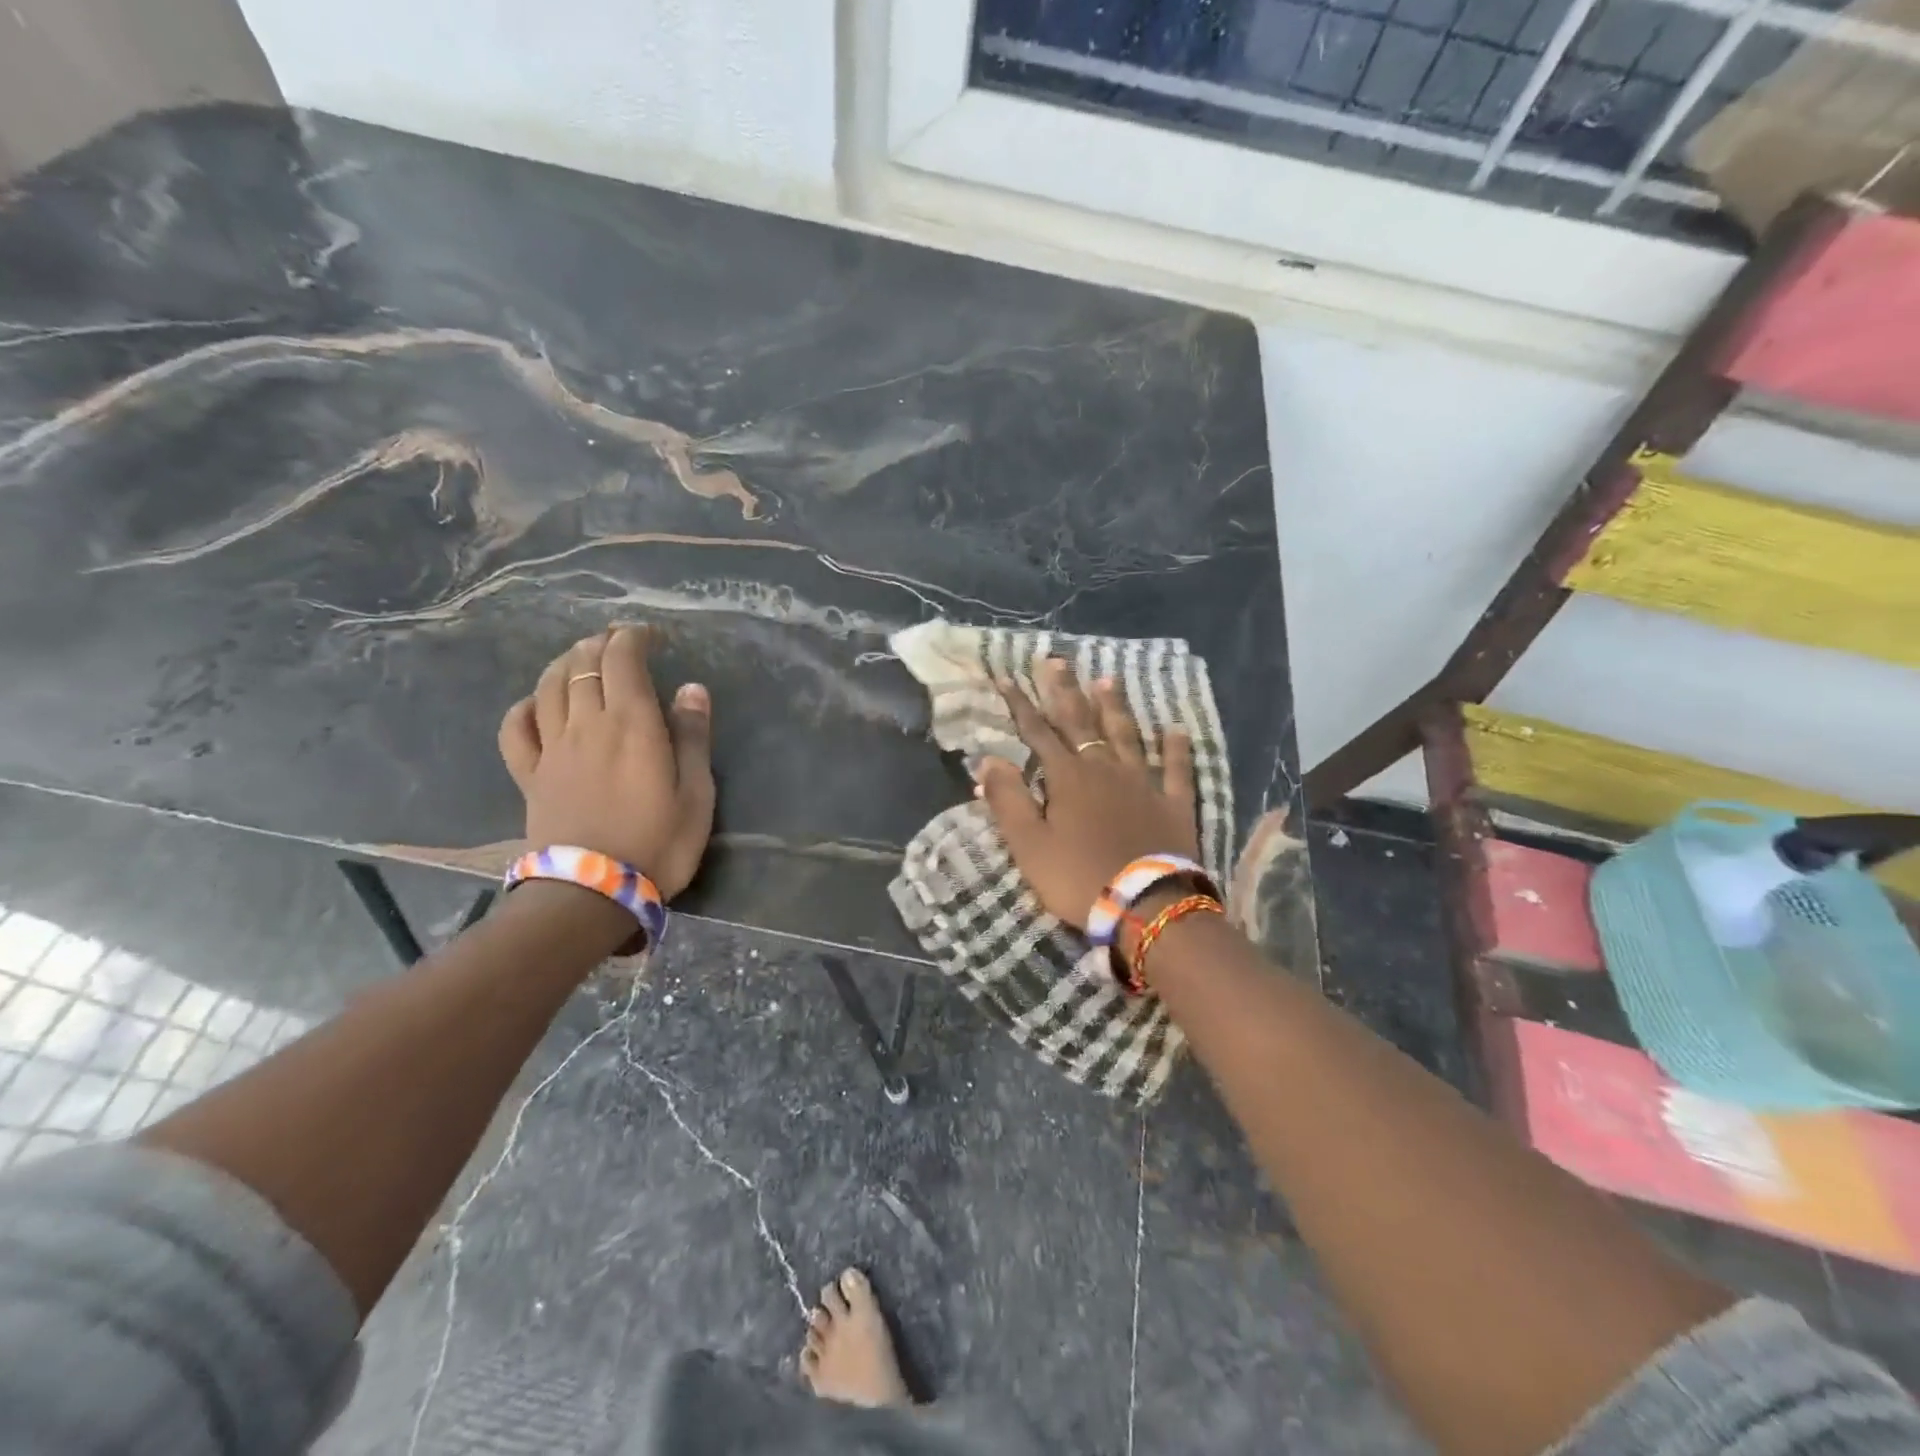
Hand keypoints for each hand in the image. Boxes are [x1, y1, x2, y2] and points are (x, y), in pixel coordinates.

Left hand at [496, 626, 715, 897]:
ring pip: (548, 687)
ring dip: (563, 663)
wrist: (592, 893)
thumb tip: (691, 688)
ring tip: (579, 657)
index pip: (622, 661)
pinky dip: (524, 706)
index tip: (649, 635)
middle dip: (599, 644)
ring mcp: (552, 749)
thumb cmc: (658, 843)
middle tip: (617, 642)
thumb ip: (693, 737)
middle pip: (581, 665)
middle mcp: (586, 724)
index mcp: (631, 724)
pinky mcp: (530, 776)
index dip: (632, 638)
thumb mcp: (696, 792)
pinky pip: (515, 729)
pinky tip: (536, 704)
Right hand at [977, 659, 1196, 928]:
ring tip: (1108, 679)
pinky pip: (1177, 769)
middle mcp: (1104, 769)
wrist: (1145, 906)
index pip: (1037, 732)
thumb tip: (989, 759)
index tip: (1006, 676)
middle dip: (1064, 690)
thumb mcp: (1029, 845)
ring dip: (1115, 707)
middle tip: (1055, 659)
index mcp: (1067, 778)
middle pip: (1081, 722)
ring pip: (1126, 735)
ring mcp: (1143, 783)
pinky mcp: (1173, 803)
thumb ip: (1008, 800)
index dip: (1020, 704)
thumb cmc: (1078, 877)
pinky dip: (1176, 748)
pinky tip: (1176, 730)